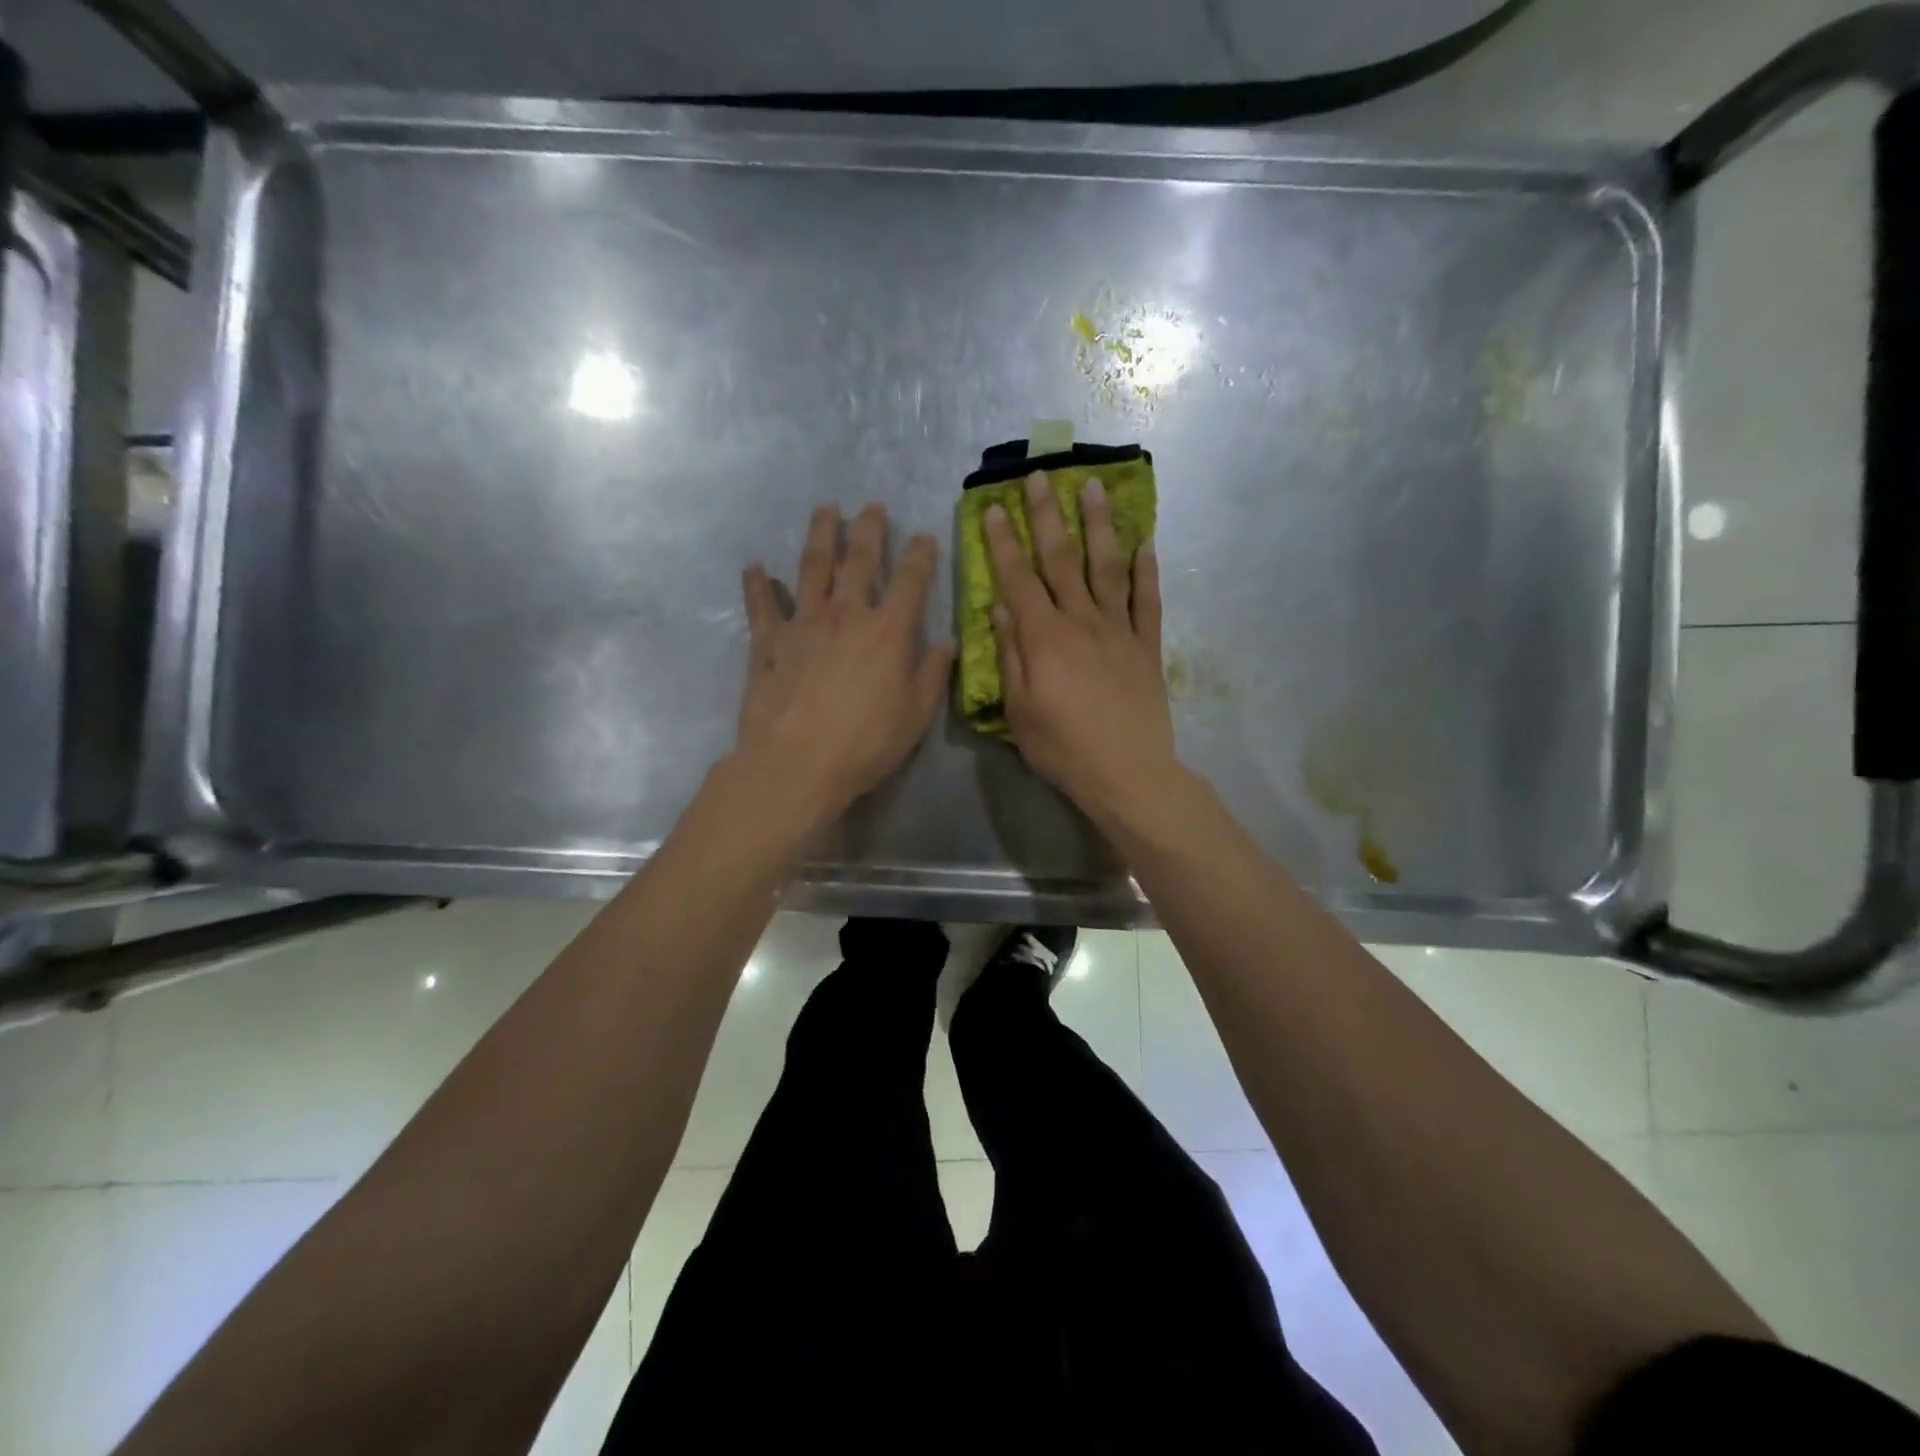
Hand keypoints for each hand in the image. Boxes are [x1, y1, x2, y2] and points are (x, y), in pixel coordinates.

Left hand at [736, 503, 953, 828]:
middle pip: (859, 560)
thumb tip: (948, 643)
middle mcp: (846, 614)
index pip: (911, 580)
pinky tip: (754, 566)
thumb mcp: (916, 715)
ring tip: (825, 511)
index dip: (921, 554)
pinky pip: (761, 605)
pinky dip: (757, 584)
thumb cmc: (865, 743)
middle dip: (869, 529)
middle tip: (872, 505)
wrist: (796, 763)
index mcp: (888, 630)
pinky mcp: (767, 641)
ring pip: (812, 567)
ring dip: (820, 536)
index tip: (925, 535)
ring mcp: (803, 623)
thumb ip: (933, 674)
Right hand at [984, 471, 1179, 829]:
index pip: (1018, 578)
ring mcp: (1119, 630)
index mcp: (1044, 637)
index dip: (1004, 542)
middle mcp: (1081, 621)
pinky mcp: (1147, 646)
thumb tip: (1000, 608)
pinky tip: (1146, 543)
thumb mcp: (1019, 709)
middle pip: (1062, 559)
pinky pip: (1148, 601)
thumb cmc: (1062, 747)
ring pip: (1108, 567)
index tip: (995, 507)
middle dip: (1048, 515)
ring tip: (1094, 487)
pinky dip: (1148, 571)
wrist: (1127, 773)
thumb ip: (1010, 655)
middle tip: (1040, 477)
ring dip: (1100, 525)